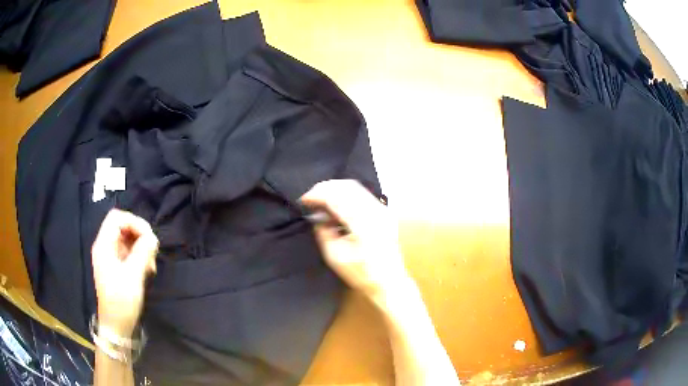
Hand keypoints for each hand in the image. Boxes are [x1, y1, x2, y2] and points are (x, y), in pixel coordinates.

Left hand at [91, 209, 158, 336]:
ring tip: (151, 265)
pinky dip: (140, 256)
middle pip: (123, 227)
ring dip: (142, 247)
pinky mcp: (118, 266)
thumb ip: (142, 252)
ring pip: (129, 239)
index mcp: (104, 245)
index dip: (134, 222)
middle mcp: (106, 247)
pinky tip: (148, 270)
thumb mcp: (133, 276)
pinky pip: (130, 252)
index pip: (117, 218)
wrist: (117, 326)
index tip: (149, 236)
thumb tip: (152, 237)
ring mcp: (111, 257)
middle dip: (140, 235)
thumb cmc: (121, 301)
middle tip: (152, 252)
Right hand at [301, 180, 412, 305]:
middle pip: (346, 186)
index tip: (303, 200)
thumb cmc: (362, 274)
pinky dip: (345, 195)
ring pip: (355, 187)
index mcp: (363, 223)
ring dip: (335, 190)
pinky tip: (336, 205)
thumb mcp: (335, 257)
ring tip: (321, 201)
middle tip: (310, 199)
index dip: (317, 194)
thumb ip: (323, 232)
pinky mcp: (384, 212)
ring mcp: (382, 209)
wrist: (390, 281)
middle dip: (324, 189)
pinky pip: (362, 194)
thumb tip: (317, 216)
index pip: (336, 197)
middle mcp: (375, 210)